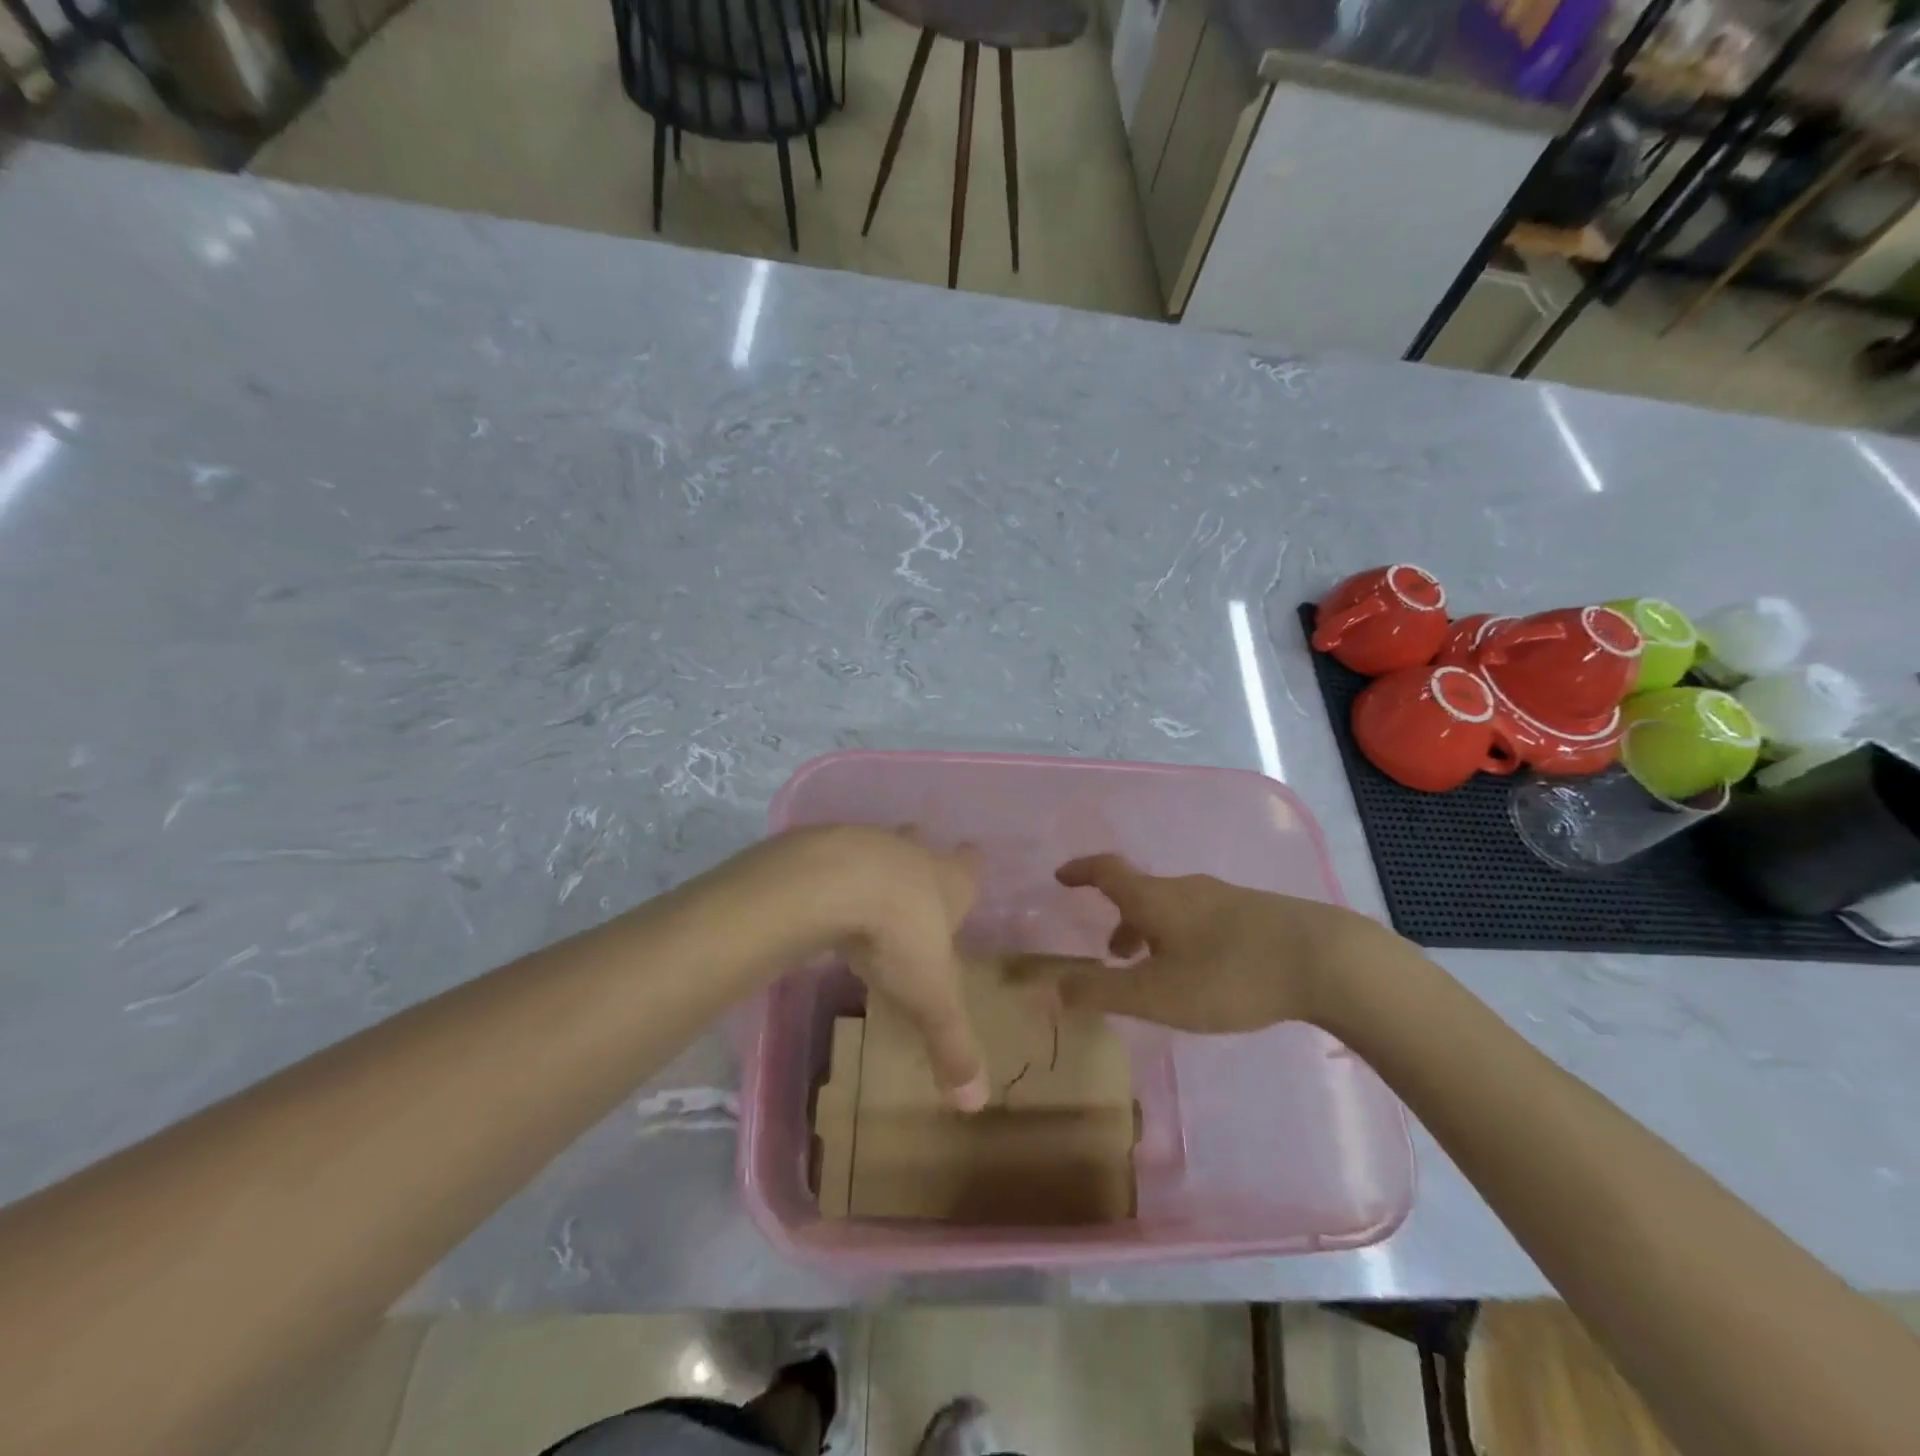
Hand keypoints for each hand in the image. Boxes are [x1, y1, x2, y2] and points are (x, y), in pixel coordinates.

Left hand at [768, 826, 988, 1111]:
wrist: (829, 884)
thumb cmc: (896, 936)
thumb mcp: (929, 998)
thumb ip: (951, 1045)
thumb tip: (976, 1103)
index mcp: (946, 882)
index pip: (968, 868)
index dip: (971, 867)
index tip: (972, 860)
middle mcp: (909, 854)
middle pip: (921, 845)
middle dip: (922, 853)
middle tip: (918, 862)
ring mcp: (863, 843)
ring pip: (875, 847)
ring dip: (875, 862)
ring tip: (865, 883)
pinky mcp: (819, 845)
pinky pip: (829, 856)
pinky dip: (830, 872)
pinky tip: (820, 892)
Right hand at [1006, 854, 1396, 1032]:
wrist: (1326, 960)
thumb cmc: (1229, 975)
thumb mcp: (1156, 994)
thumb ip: (1099, 992)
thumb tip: (1044, 988)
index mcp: (1155, 898)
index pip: (1106, 871)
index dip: (1081, 872)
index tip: (1061, 877)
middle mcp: (1186, 889)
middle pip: (1141, 894)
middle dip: (1120, 918)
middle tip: (1111, 952)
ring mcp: (1224, 898)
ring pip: (1174, 908)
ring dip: (1153, 931)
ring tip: (1156, 969)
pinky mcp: (1255, 914)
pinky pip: (1202, 918)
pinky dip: (1184, 936)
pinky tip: (1205, 970)